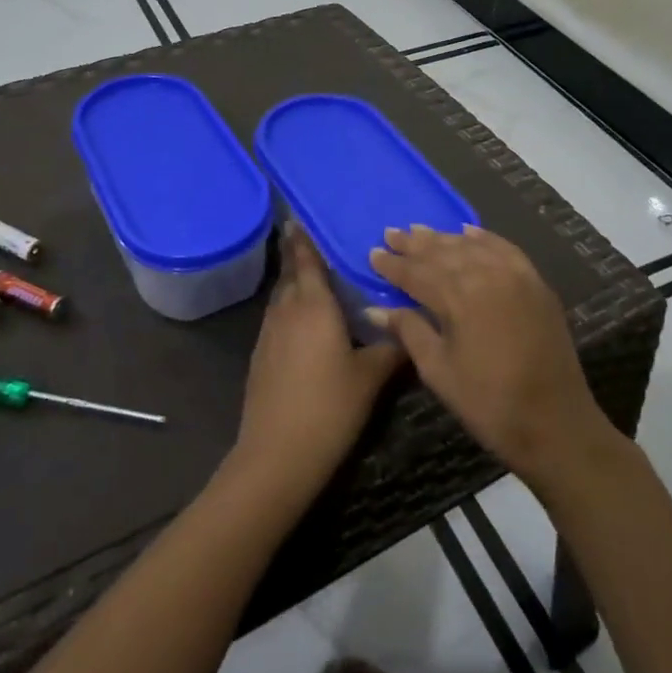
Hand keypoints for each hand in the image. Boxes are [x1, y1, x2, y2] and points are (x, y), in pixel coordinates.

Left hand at [232, 224, 405, 497]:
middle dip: (301, 259)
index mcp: (313, 305)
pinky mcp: (261, 357)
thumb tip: (411, 330)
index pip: (305, 261)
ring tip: (319, 283)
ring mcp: (268, 334)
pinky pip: (278, 321)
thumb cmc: (329, 407)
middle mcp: (286, 311)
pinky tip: (308, 326)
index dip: (302, 239)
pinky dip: (291, 312)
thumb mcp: (371, 377)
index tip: (298, 217)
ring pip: (283, 299)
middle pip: (291, 276)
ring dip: (296, 287)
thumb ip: (392, 348)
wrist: (277, 454)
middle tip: (320, 247)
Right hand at [367, 225, 616, 486]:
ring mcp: (516, 276)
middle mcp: (487, 275)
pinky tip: (469, 232)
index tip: (372, 253)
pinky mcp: (536, 284)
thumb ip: (409, 331)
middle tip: (391, 234)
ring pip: (471, 246)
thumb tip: (374, 309)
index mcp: (459, 298)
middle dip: (414, 244)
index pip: (417, 273)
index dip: (393, 264)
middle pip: (443, 252)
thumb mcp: (439, 371)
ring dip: (444, 238)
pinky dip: (484, 239)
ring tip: (420, 231)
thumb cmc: (488, 403)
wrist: (556, 423)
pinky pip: (505, 249)